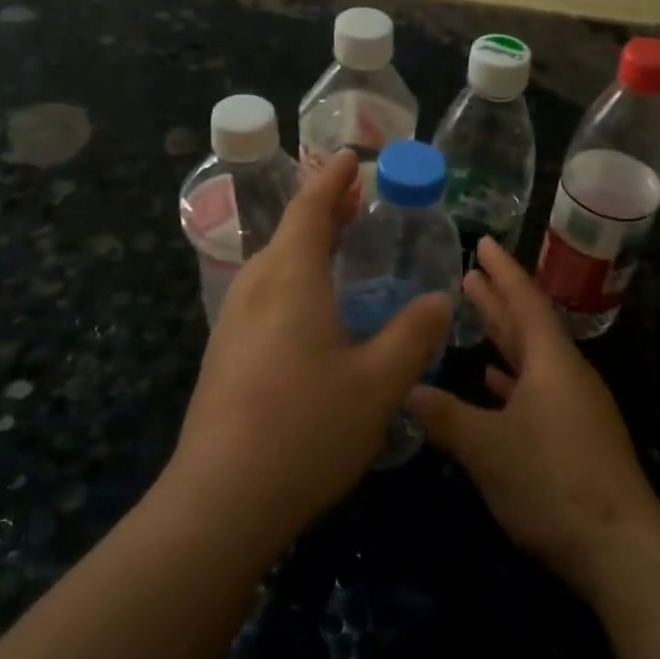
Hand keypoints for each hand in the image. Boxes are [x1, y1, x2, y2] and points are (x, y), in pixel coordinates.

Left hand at [165, 152, 450, 550]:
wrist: (220, 502)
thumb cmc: (306, 429)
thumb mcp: (378, 382)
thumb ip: (413, 334)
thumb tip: (439, 299)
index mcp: (290, 279)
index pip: (310, 209)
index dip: (332, 180)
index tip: (350, 156)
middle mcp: (255, 289)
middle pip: (288, 233)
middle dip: (323, 211)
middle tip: (357, 202)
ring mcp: (233, 323)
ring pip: (273, 265)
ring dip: (306, 245)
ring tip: (339, 248)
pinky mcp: (225, 355)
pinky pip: (264, 295)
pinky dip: (293, 278)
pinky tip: (312, 310)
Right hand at [406, 239, 659, 600]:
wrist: (619, 545)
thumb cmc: (552, 482)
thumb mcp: (488, 448)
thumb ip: (445, 416)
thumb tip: (406, 391)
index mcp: (551, 361)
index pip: (524, 300)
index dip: (502, 270)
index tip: (483, 241)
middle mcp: (564, 373)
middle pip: (527, 323)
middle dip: (498, 297)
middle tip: (468, 272)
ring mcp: (572, 405)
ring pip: (531, 356)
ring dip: (503, 334)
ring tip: (474, 312)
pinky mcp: (573, 434)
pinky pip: (536, 388)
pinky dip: (512, 377)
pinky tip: (493, 379)